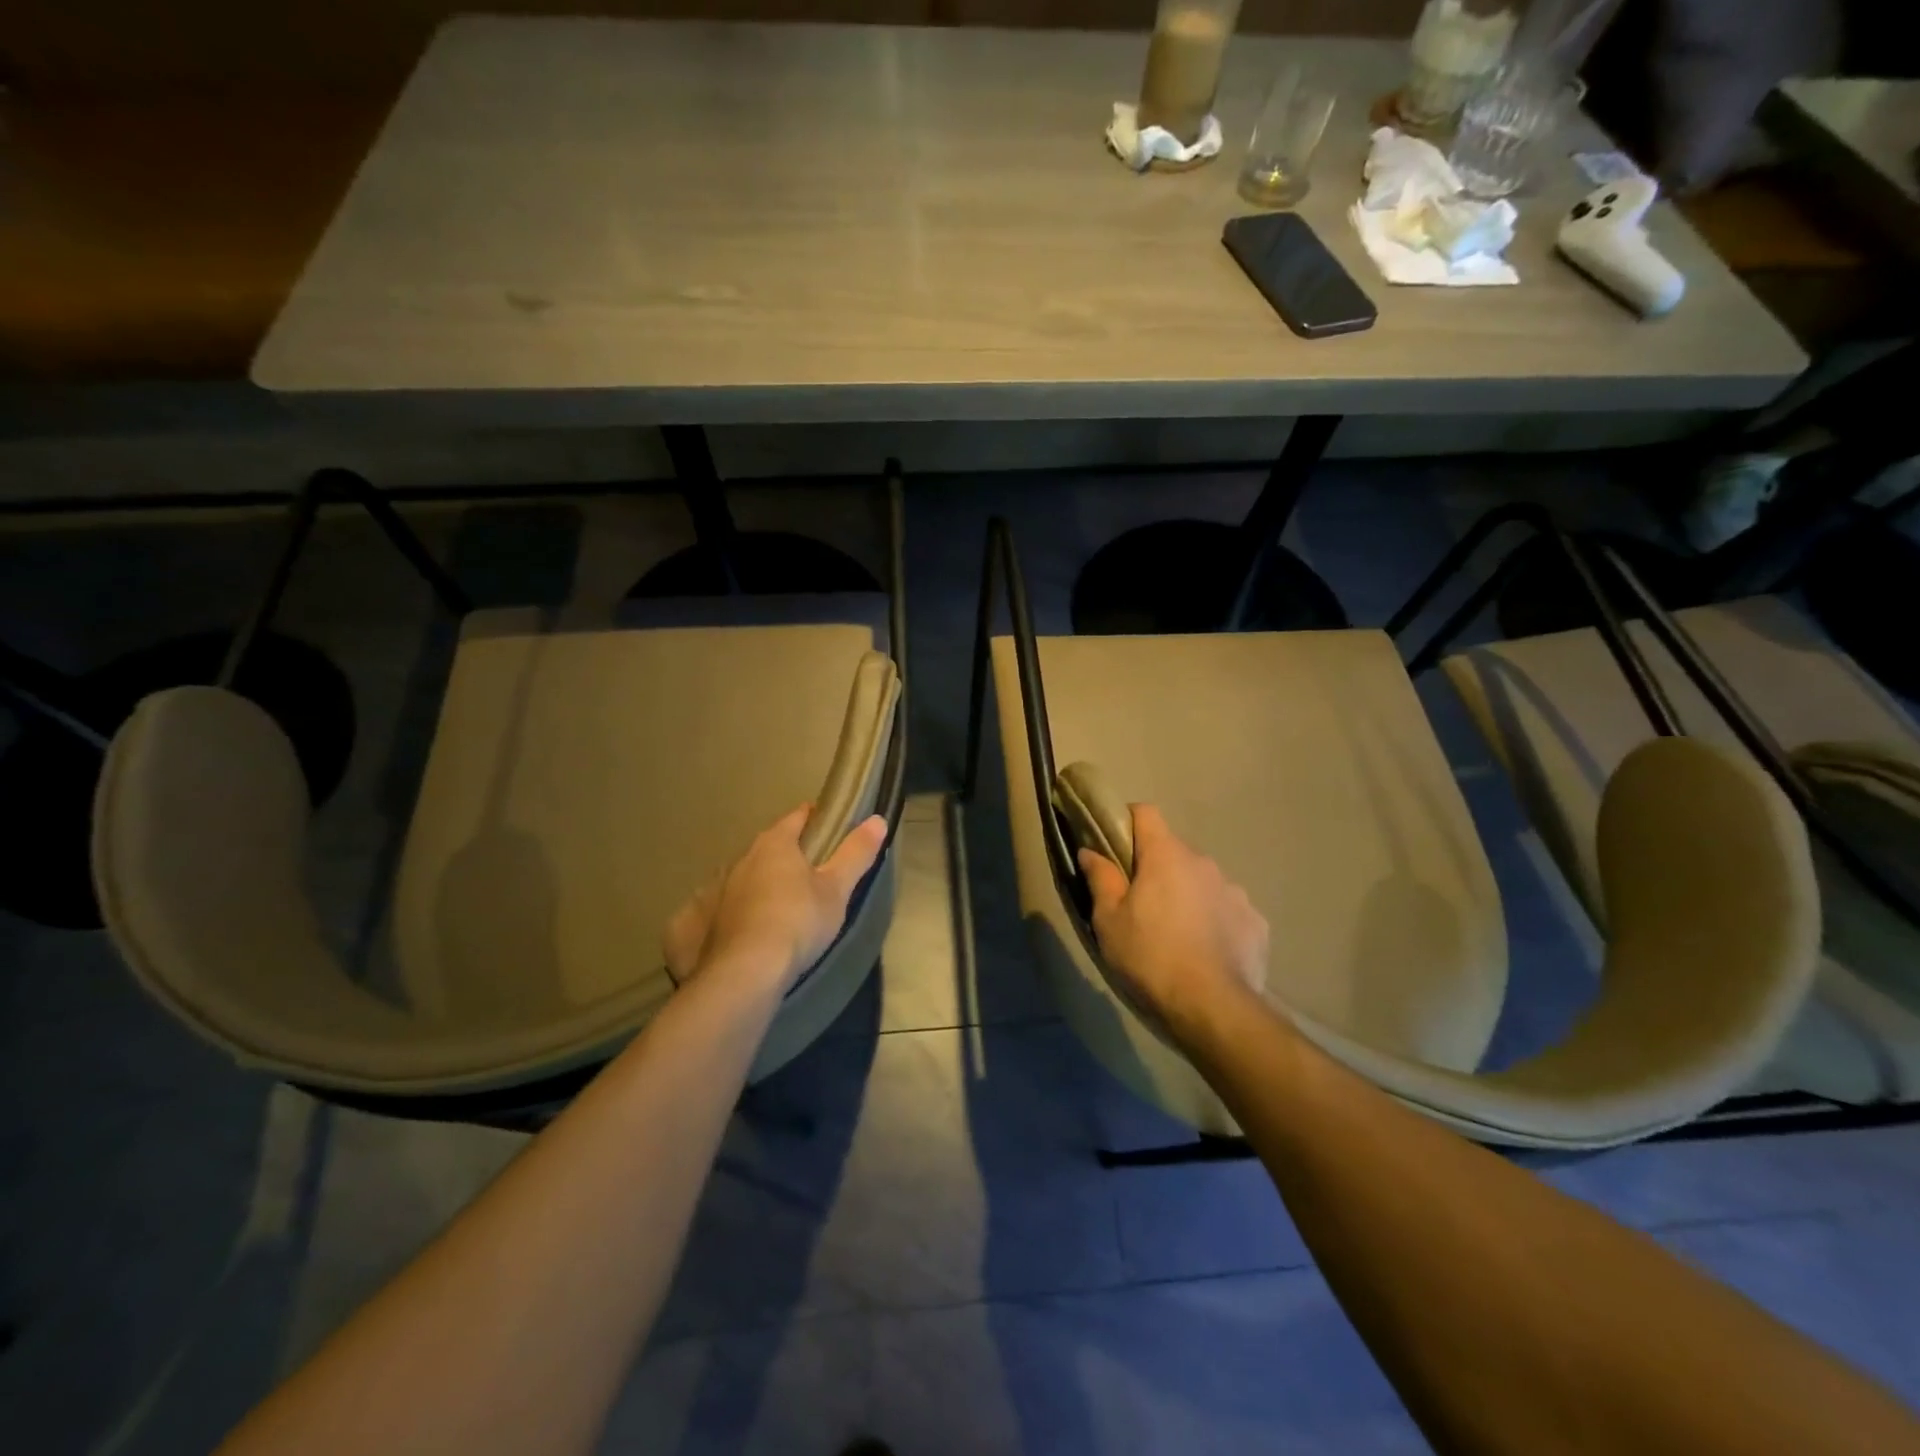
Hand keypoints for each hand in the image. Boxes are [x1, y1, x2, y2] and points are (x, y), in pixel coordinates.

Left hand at [664, 804, 887, 994]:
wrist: (745, 973)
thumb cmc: (797, 922)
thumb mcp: (836, 890)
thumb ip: (856, 853)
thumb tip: (877, 819)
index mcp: (775, 844)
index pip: (798, 817)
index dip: (816, 819)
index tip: (831, 829)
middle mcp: (741, 858)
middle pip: (769, 847)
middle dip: (788, 856)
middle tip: (811, 876)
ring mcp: (715, 889)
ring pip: (744, 877)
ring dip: (760, 885)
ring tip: (780, 908)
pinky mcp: (696, 921)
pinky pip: (720, 908)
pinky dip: (734, 912)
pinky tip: (745, 931)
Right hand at [1078, 804, 1268, 1044]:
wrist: (1214, 1007)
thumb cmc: (1150, 957)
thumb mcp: (1108, 921)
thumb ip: (1100, 879)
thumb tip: (1090, 850)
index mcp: (1166, 855)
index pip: (1146, 813)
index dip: (1128, 822)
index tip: (1115, 845)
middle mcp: (1204, 862)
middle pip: (1173, 851)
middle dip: (1156, 867)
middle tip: (1139, 902)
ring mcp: (1234, 891)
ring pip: (1201, 881)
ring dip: (1187, 894)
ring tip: (1175, 932)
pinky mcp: (1255, 921)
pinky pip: (1226, 909)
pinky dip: (1214, 920)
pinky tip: (1205, 951)